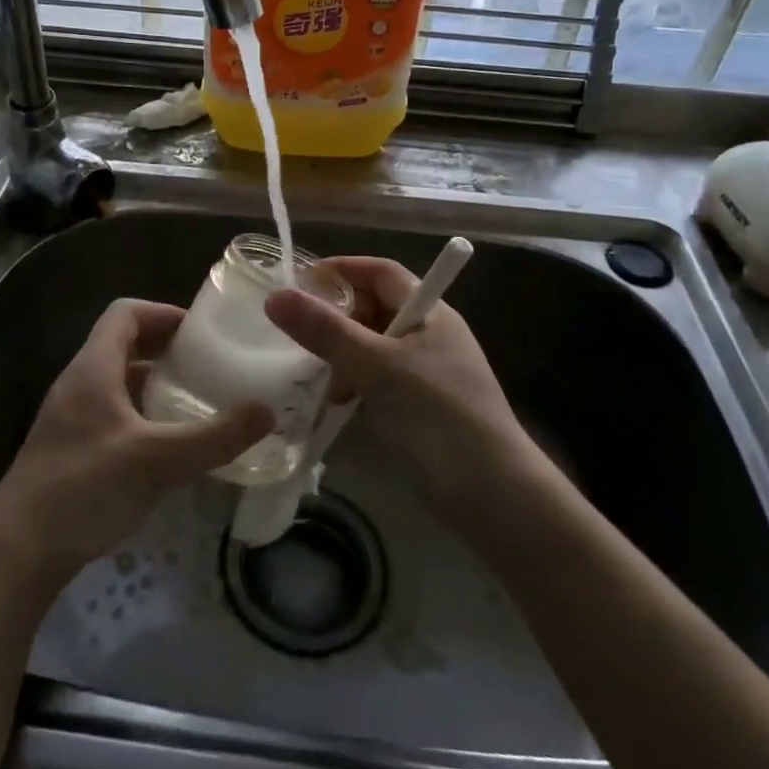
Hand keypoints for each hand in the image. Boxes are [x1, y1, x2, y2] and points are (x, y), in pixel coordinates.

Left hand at [0, 299, 272, 590]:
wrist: (17, 552)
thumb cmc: (85, 489)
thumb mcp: (157, 461)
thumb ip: (214, 437)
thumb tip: (267, 412)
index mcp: (94, 368)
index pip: (126, 313)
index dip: (164, 313)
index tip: (202, 333)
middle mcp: (80, 382)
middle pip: (124, 343)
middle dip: (167, 348)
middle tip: (209, 365)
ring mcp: (72, 416)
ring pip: (119, 380)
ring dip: (156, 383)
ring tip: (196, 401)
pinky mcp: (71, 448)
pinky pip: (113, 412)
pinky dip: (142, 413)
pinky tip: (167, 445)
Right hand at [266, 257, 538, 523]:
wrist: (494, 499)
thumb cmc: (439, 417)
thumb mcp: (378, 368)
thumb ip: (327, 331)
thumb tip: (275, 296)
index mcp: (429, 313)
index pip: (380, 272)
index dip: (342, 270)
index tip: (299, 281)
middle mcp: (426, 336)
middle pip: (372, 309)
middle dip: (334, 318)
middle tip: (296, 333)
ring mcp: (422, 374)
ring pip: (368, 348)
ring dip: (338, 357)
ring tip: (311, 377)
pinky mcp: (415, 409)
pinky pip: (372, 382)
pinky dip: (349, 386)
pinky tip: (329, 405)